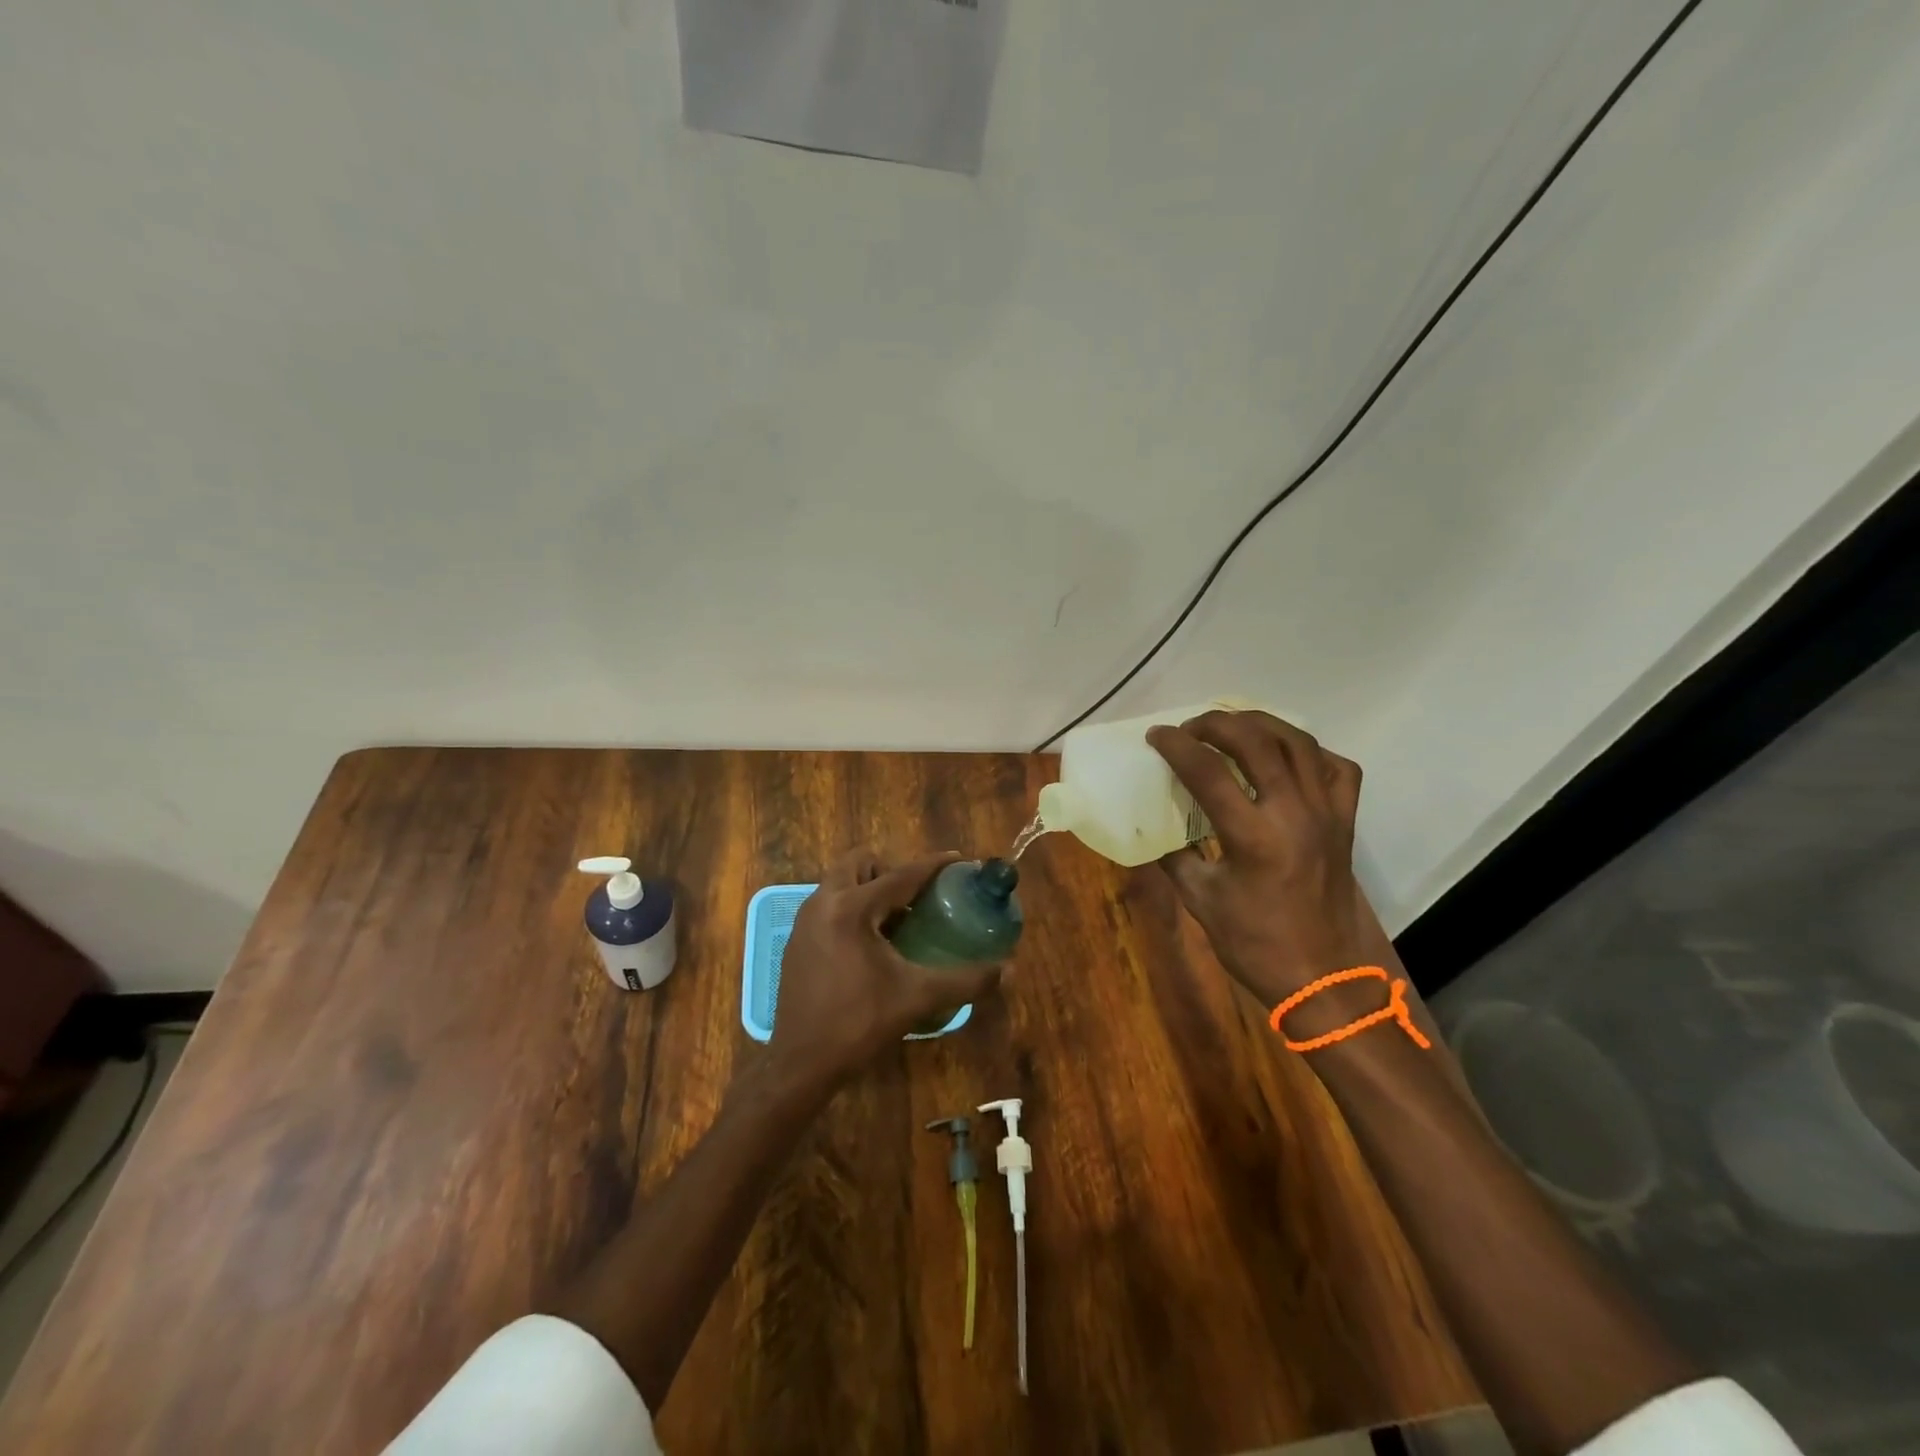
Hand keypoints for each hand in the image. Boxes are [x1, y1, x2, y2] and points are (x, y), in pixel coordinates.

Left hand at [768, 849, 1003, 1090]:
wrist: (800, 1064)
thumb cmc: (858, 1024)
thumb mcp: (917, 998)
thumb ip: (965, 981)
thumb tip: (1008, 970)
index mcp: (851, 909)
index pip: (901, 875)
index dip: (933, 866)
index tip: (959, 860)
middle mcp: (823, 902)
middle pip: (860, 863)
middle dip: (891, 870)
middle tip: (917, 897)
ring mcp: (805, 921)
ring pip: (841, 882)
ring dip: (870, 888)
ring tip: (899, 919)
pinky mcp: (797, 940)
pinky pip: (829, 904)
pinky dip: (852, 908)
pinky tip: (872, 944)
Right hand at [1147, 711, 1372, 1009]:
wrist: (1323, 978)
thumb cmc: (1255, 944)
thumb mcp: (1200, 900)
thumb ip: (1173, 856)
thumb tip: (1150, 828)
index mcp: (1253, 836)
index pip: (1207, 772)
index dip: (1176, 746)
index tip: (1155, 736)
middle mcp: (1294, 813)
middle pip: (1255, 741)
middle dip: (1216, 723)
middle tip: (1191, 729)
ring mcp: (1326, 814)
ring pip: (1298, 742)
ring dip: (1260, 725)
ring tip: (1231, 727)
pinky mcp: (1346, 822)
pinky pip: (1336, 768)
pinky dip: (1309, 752)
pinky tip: (1285, 757)